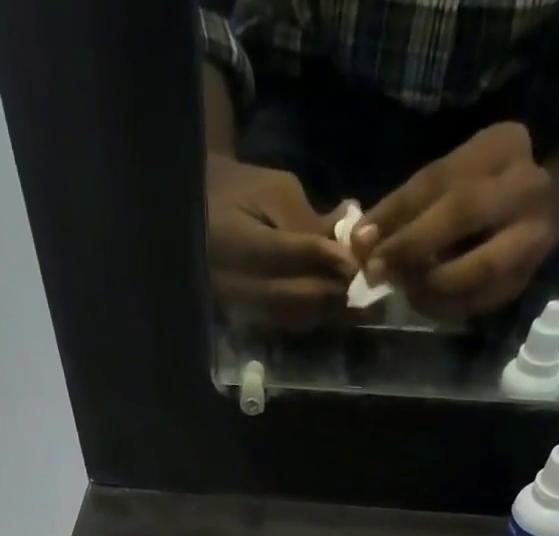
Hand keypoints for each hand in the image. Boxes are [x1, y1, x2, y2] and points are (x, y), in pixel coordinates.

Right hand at [207, 157, 356, 330]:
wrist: (199, 214)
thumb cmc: (240, 192)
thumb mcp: (274, 189)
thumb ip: (309, 217)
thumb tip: (346, 244)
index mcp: (232, 239)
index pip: (283, 254)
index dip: (321, 258)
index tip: (353, 260)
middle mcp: (231, 281)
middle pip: (290, 296)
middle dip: (328, 290)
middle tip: (359, 282)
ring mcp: (236, 306)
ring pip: (290, 316)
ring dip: (324, 309)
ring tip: (349, 293)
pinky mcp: (244, 319)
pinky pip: (284, 323)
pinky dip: (311, 315)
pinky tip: (329, 303)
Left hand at [355, 123, 558, 321]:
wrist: (555, 205)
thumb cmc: (485, 188)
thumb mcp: (452, 177)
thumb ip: (409, 204)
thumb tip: (360, 241)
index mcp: (502, 146)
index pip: (440, 177)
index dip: (396, 211)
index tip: (360, 240)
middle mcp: (525, 187)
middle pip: (464, 212)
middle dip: (412, 245)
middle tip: (376, 271)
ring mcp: (532, 237)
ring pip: (476, 268)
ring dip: (428, 285)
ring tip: (401, 288)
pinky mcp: (523, 280)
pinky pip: (477, 302)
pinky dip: (443, 307)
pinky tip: (421, 301)